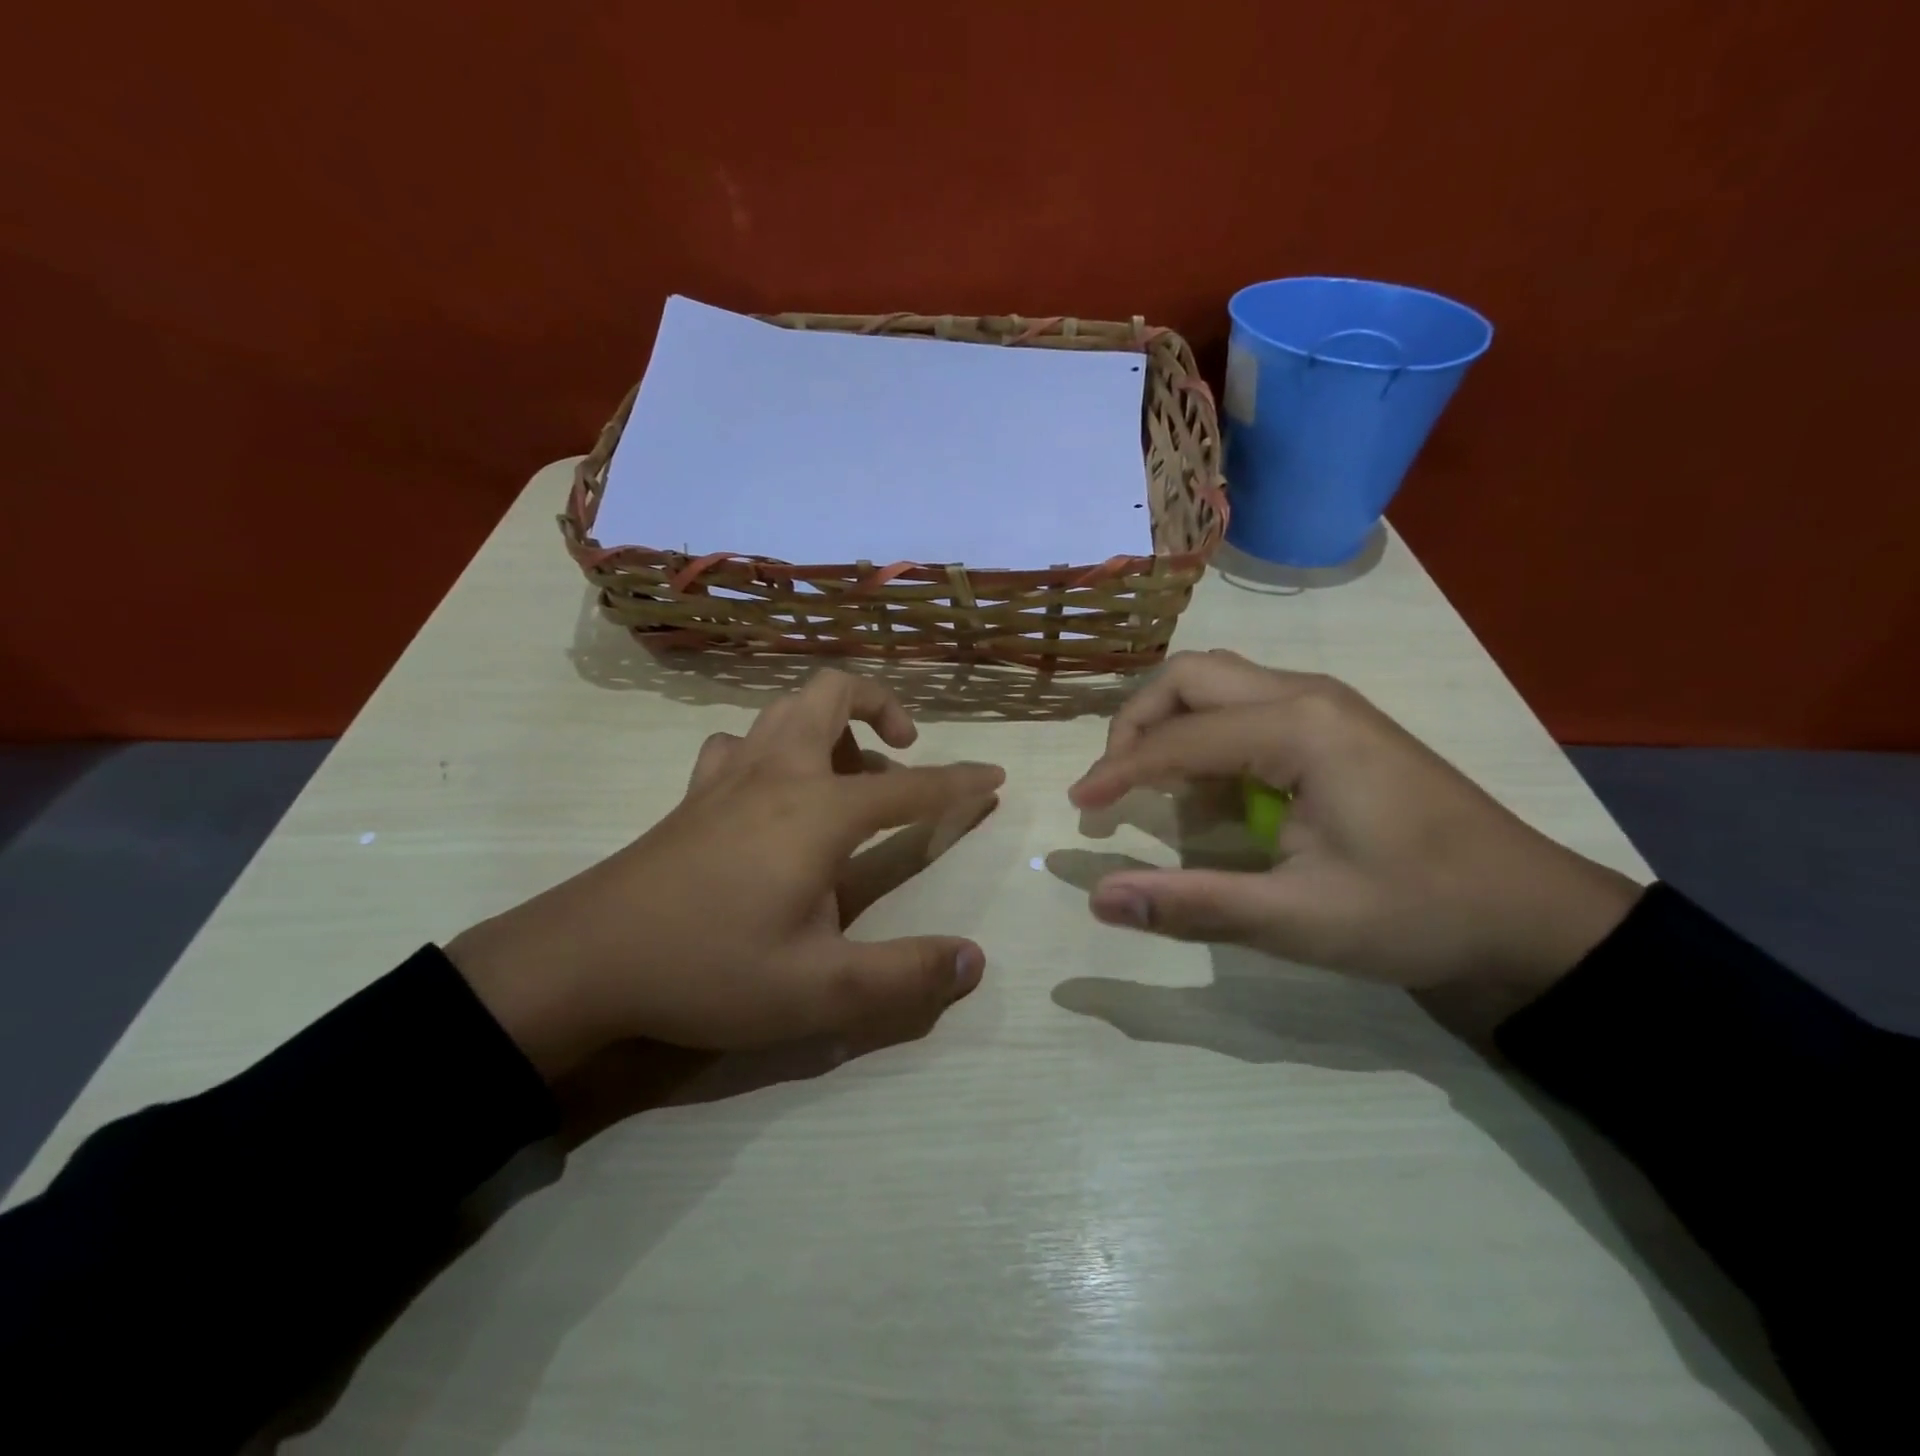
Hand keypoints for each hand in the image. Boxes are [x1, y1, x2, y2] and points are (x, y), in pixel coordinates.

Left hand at [448, 670, 1003, 1078]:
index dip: (960, 783)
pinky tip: (770, 790)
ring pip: (784, 709)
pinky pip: (739, 743)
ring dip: (828, 722)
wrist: (587, 960)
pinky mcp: (693, 793)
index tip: (994, 778)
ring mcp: (729, 776)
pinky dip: (770, 748)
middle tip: (904, 747)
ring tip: (846, 772)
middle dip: (881, 704)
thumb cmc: (710, 967)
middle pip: (833, 693)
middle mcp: (779, 773)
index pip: (912, 787)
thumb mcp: (820, 990)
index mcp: (819, 811)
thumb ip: (905, 978)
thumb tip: (975, 961)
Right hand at [1068, 650, 1640, 997]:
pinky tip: (1212, 791)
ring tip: (1153, 787)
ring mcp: (1325, 704)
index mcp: (1299, 728)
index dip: (1118, 771)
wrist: (1530, 914)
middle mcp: (1306, 694)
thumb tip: (1099, 900)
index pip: (1178, 737)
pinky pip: (1246, 706)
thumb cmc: (1418, 912)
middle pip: (1191, 677)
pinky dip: (1207, 736)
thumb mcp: (1299, 920)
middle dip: (1138, 723)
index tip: (1079, 808)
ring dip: (1171, 725)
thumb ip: (1193, 904)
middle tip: (1114, 784)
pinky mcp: (1334, 724)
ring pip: (1217, 683)